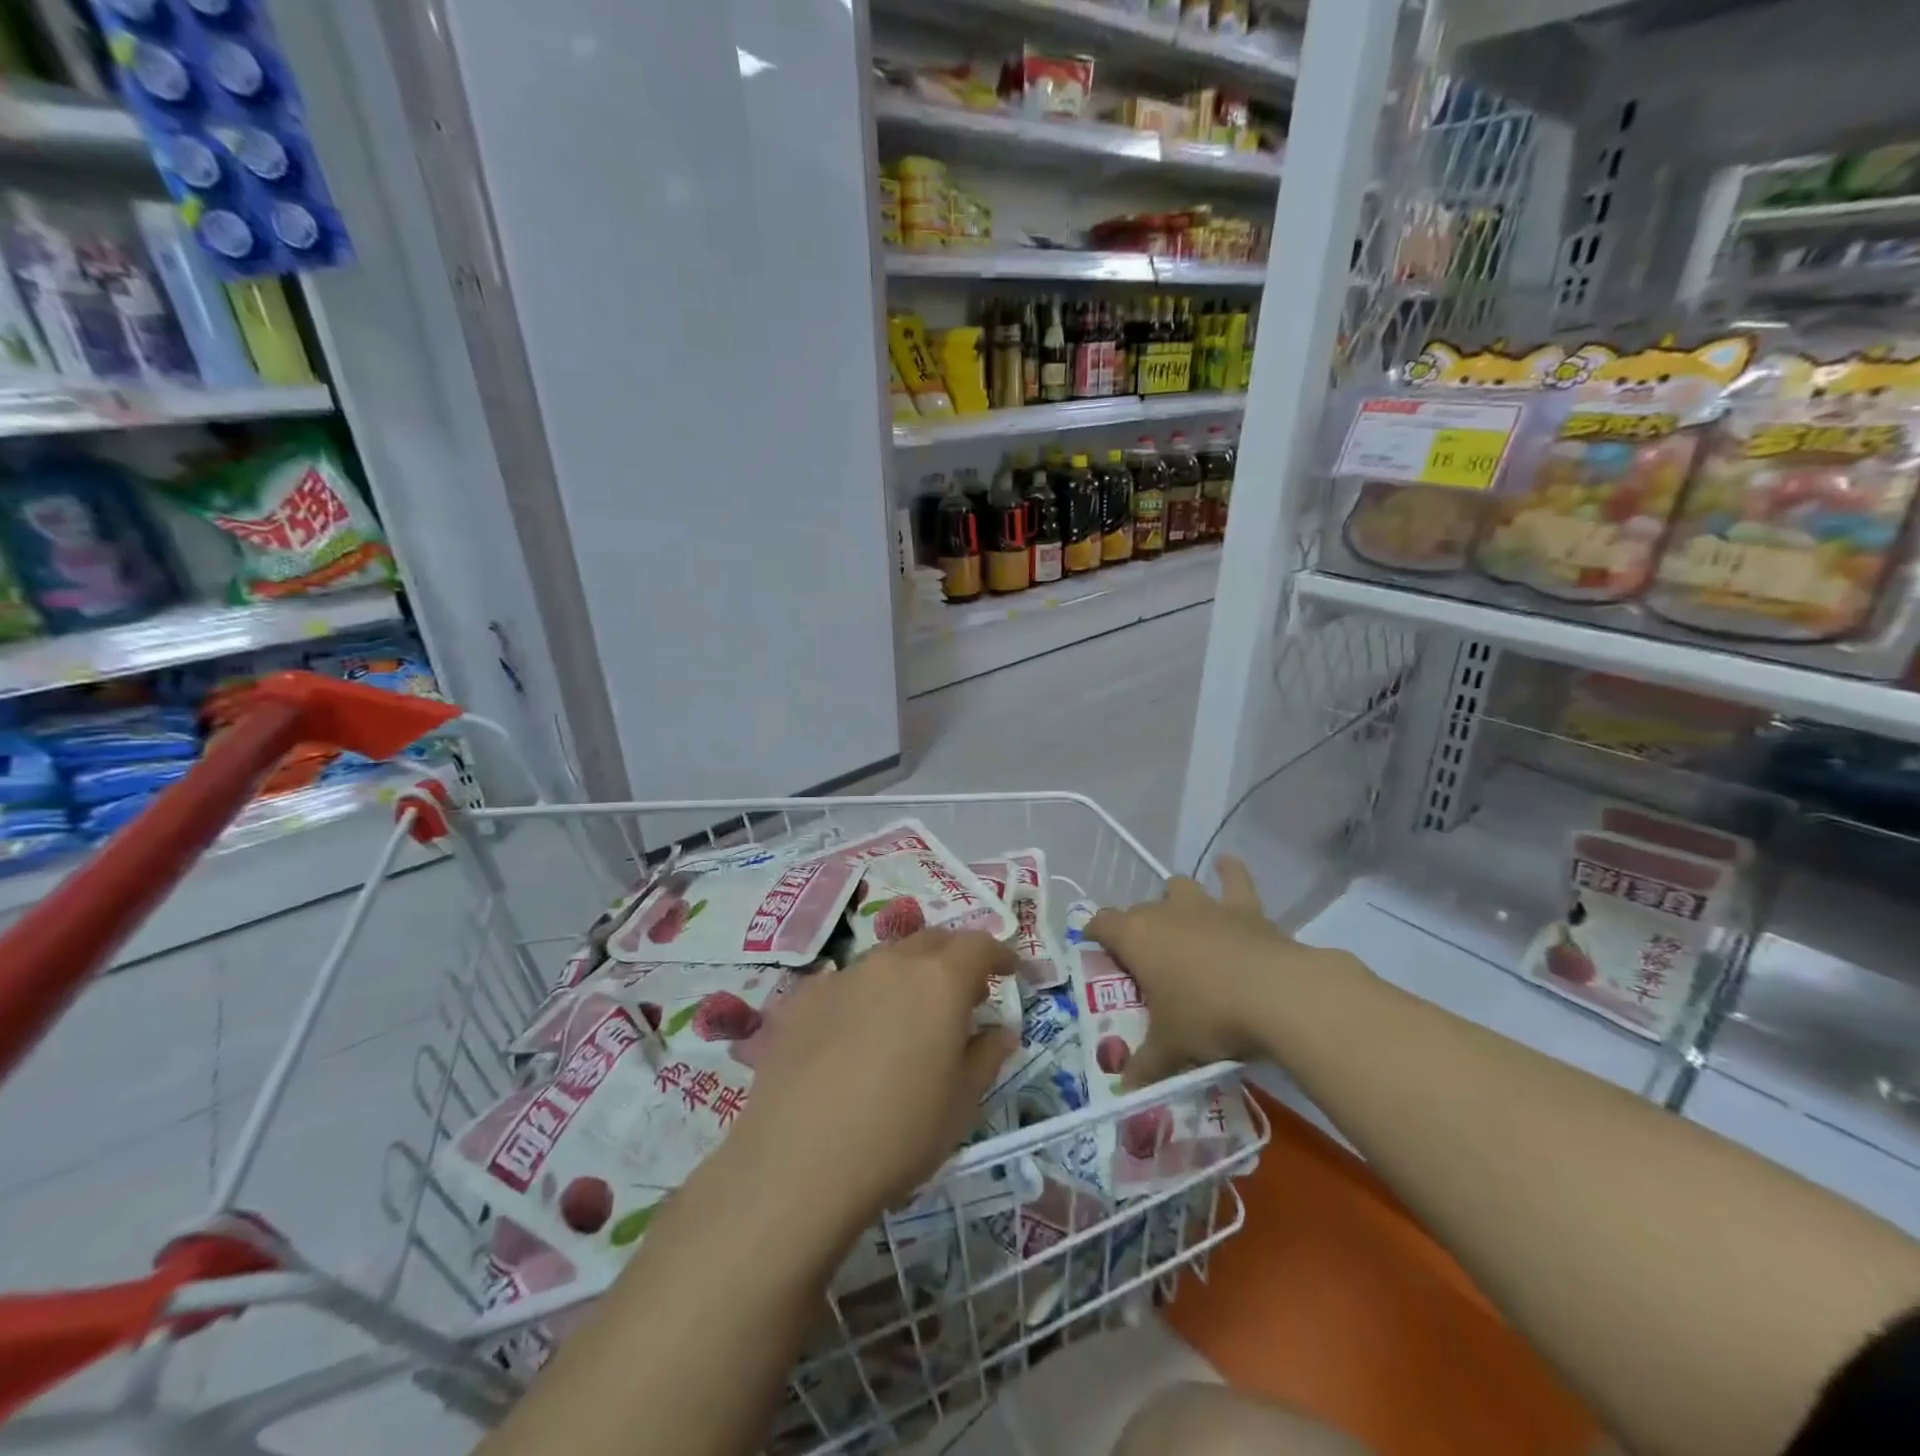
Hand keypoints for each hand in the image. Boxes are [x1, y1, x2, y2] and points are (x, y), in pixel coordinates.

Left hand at [721, 929, 1018, 1243]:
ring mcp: (842, 976)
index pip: (979, 945)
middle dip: (954, 959)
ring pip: (887, 960)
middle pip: (932, 941)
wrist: (797, 1162)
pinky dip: (865, 996)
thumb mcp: (961, 1103)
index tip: (1009, 972)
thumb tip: (1001, 1029)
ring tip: (909, 1016)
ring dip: (908, 976)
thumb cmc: (899, 1134)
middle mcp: (891, 963)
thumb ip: (987, 1055)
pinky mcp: (802, 999)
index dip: (999, 955)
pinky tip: (855, 1035)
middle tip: (964, 993)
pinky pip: (845, 983)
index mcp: (939, 980)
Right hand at [1086, 856, 1356, 1088]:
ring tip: (1180, 918)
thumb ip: (1145, 1065)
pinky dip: (1229, 872)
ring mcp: (1205, 905)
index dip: (1095, 933)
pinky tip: (1226, 865)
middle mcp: (1164, 912)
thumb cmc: (1209, 1017)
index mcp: (1136, 937)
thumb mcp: (1171, 1048)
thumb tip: (1125, 1089)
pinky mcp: (1245, 907)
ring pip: (1179, 887)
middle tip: (1145, 960)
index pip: (1101, 923)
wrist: (1278, 996)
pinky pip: (1234, 879)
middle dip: (1137, 928)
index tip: (1095, 948)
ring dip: (1176, 899)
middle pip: (1139, 909)